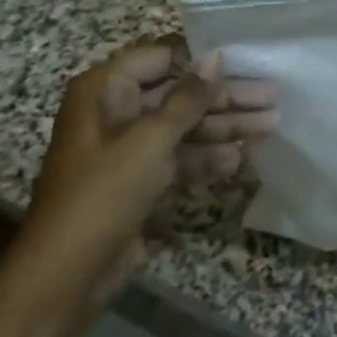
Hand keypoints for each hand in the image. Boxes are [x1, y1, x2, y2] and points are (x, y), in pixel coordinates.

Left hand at [24, 39, 277, 302]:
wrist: (64, 279)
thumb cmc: (103, 194)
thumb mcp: (150, 140)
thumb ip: (188, 98)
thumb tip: (215, 57)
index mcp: (105, 90)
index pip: (162, 57)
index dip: (203, 58)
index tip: (245, 57)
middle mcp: (116, 112)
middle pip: (180, 93)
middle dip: (226, 96)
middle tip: (272, 95)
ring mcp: (129, 148)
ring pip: (185, 125)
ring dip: (225, 126)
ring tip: (272, 124)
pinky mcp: (140, 180)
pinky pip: (180, 156)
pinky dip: (208, 157)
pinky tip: (241, 160)